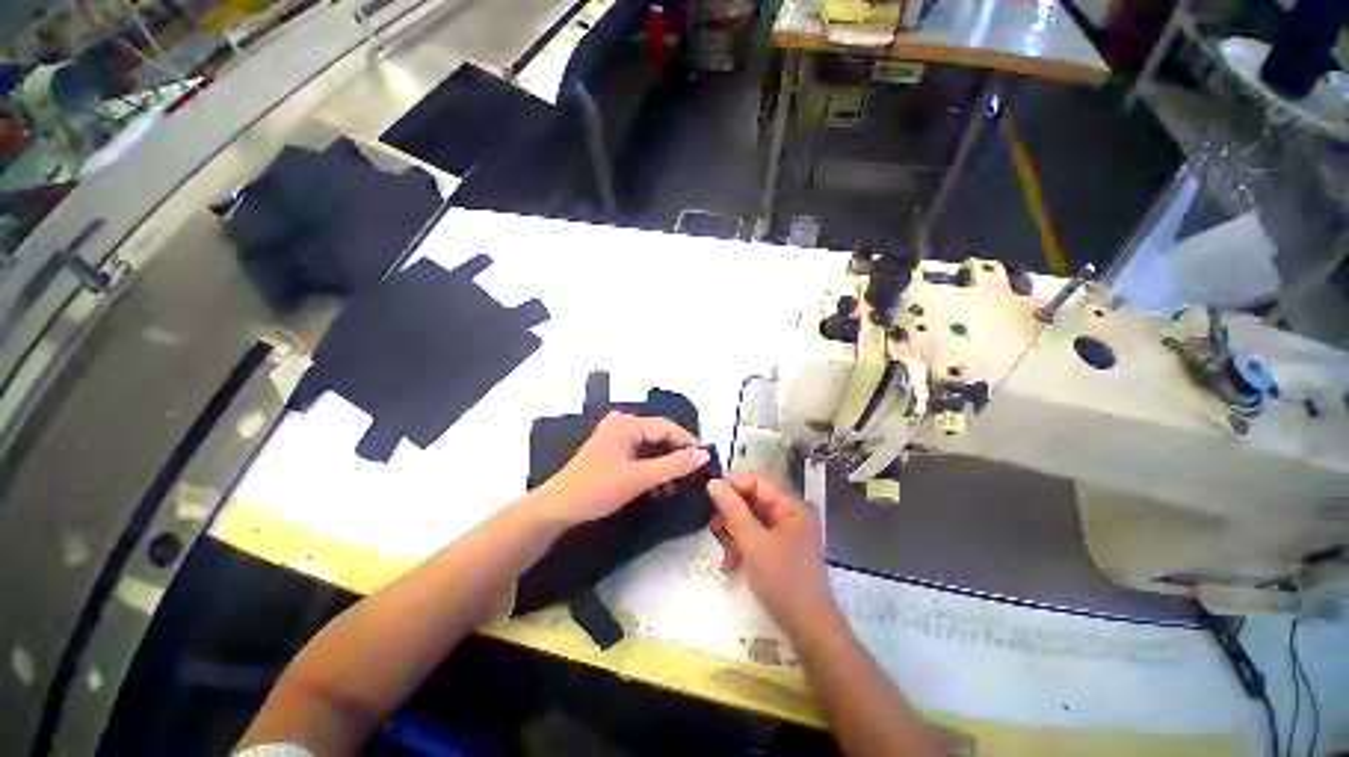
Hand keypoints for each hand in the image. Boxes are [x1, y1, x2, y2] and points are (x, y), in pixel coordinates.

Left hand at [534, 411, 710, 525]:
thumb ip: (675, 465)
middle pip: (659, 436)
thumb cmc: (597, 489)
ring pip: (651, 448)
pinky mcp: (613, 451)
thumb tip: (704, 454)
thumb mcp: (640, 478)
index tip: (707, 461)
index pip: (667, 427)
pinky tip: (661, 487)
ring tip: (680, 485)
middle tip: (696, 475)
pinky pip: (640, 455)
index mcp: (627, 423)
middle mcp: (622, 424)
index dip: (689, 443)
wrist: (557, 509)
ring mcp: (616, 437)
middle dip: (677, 456)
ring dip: (665, 466)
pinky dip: (652, 470)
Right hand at [706, 471, 834, 632]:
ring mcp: (786, 533)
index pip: (758, 481)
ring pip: (751, 520)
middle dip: (731, 512)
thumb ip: (732, 509)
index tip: (708, 489)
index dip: (733, 482)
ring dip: (733, 532)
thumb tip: (713, 482)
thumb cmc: (782, 579)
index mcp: (792, 506)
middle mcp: (790, 514)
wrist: (808, 628)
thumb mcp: (752, 541)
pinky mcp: (780, 550)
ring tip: (721, 549)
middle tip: (712, 524)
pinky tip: (729, 564)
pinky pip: (755, 536)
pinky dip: (741, 546)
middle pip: (753, 500)